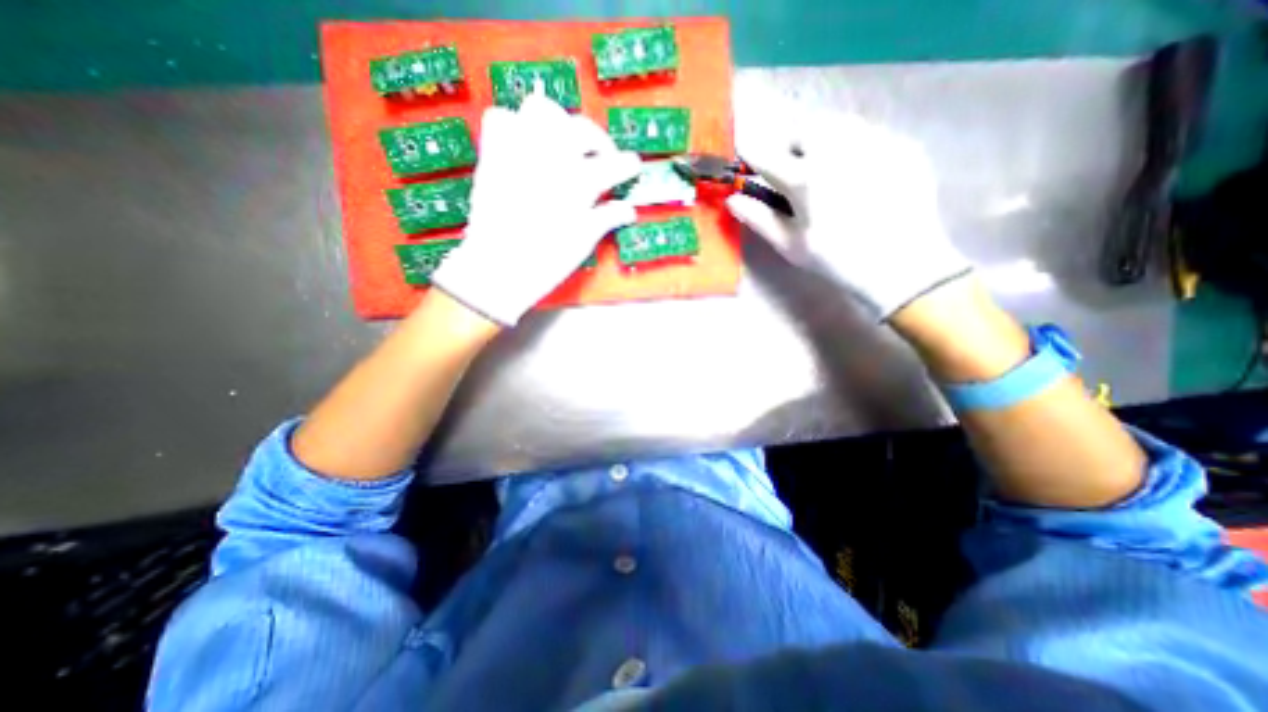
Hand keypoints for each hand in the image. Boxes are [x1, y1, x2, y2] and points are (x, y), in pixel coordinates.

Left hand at [433, 92, 643, 325]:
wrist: (497, 269)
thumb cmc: (546, 261)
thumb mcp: (583, 242)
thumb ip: (607, 218)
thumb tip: (628, 210)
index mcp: (578, 184)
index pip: (613, 164)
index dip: (628, 165)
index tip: (633, 166)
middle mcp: (550, 158)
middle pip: (582, 129)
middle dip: (598, 140)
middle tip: (602, 158)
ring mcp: (519, 151)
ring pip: (541, 109)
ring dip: (558, 123)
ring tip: (563, 145)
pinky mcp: (493, 154)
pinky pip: (501, 118)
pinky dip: (515, 126)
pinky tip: (525, 148)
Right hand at [723, 115, 972, 318]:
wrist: (903, 266)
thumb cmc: (836, 261)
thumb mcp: (791, 246)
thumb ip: (759, 219)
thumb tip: (732, 198)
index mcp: (806, 179)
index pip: (765, 154)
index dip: (751, 152)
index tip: (745, 154)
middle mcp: (838, 150)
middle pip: (802, 127)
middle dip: (790, 144)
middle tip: (793, 169)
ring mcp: (874, 142)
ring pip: (836, 123)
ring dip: (820, 139)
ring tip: (825, 169)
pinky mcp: (901, 145)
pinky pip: (867, 133)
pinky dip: (852, 146)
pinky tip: (858, 175)